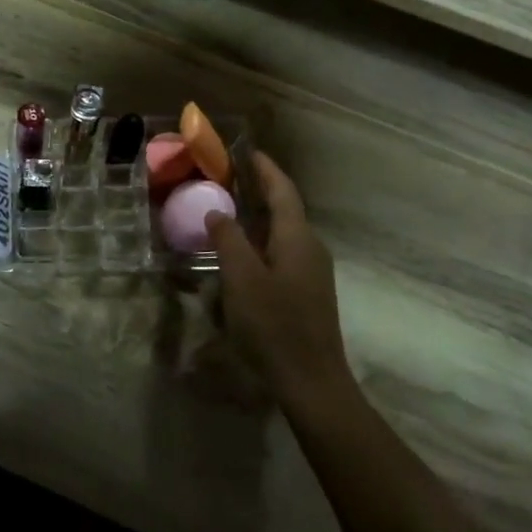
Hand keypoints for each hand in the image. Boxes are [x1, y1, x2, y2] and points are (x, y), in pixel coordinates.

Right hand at [205, 152, 351, 406]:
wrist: (312, 380)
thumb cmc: (274, 325)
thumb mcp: (242, 279)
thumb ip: (228, 240)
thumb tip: (218, 212)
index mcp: (297, 238)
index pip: (283, 190)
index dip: (265, 169)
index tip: (247, 151)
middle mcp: (311, 247)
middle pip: (287, 207)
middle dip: (262, 189)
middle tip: (231, 177)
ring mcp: (313, 271)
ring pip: (285, 231)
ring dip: (261, 215)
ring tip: (232, 208)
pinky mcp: (308, 291)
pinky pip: (284, 250)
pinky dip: (263, 238)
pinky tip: (244, 250)